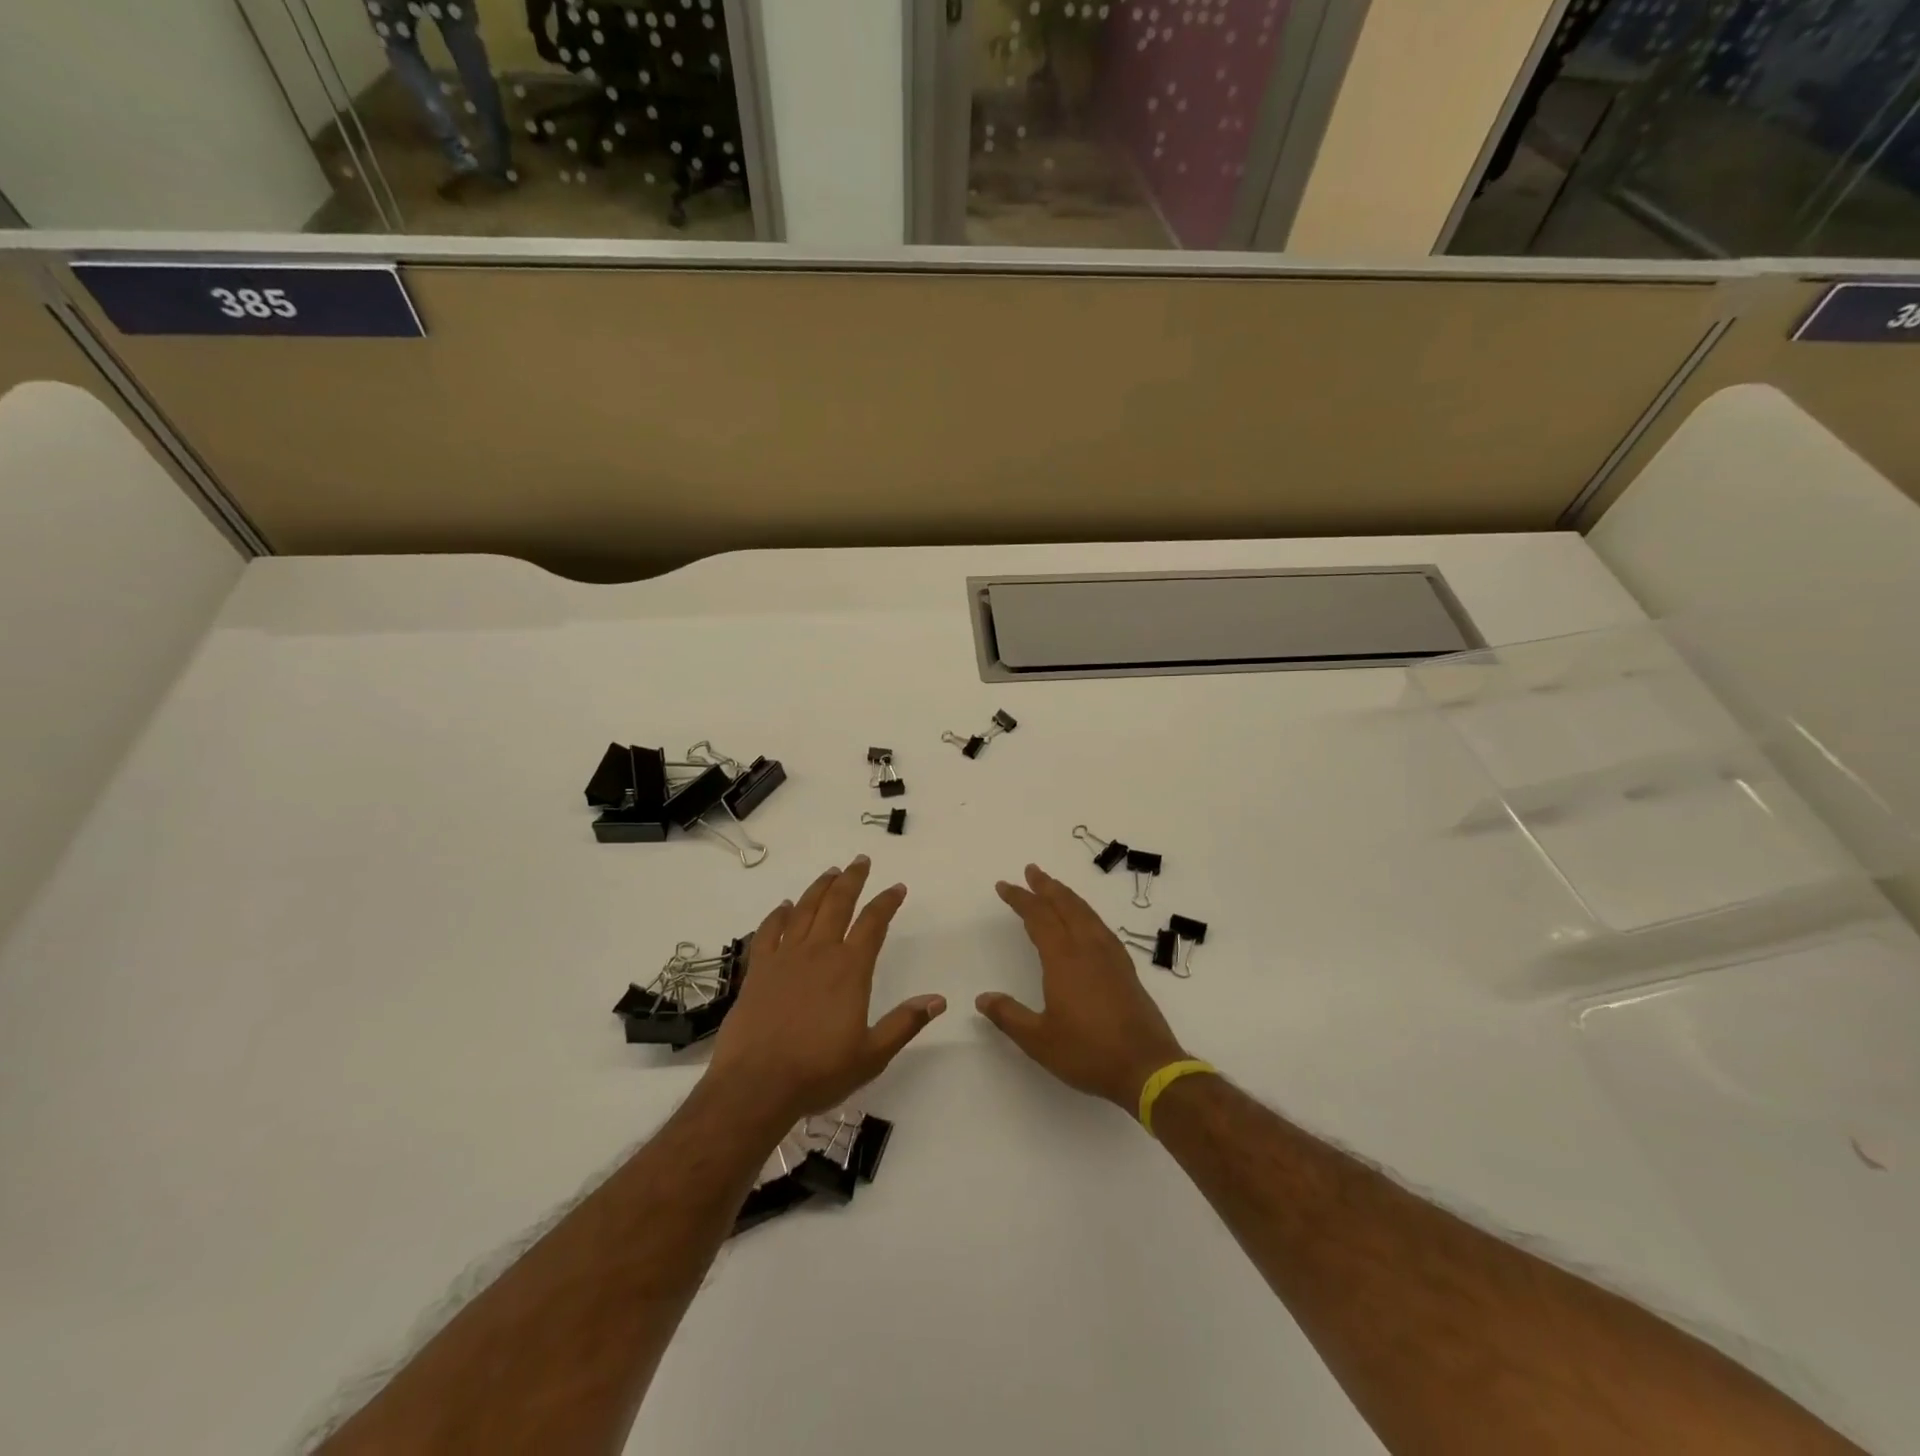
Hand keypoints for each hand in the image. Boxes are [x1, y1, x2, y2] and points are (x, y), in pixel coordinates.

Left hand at [706, 857, 944, 1130]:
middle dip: (852, 879)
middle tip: (861, 861)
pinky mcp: (758, 970)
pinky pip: (768, 931)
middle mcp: (819, 952)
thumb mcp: (872, 1055)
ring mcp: (785, 958)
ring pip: (805, 909)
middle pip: (838, 903)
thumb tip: (938, 1000)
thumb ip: (904, 1024)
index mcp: (850, 969)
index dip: (887, 902)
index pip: (873, 923)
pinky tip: (785, 906)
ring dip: (820, 887)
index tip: (897, 888)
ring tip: (831, 872)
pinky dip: (779, 914)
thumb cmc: (818, 1071)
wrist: (755, 1085)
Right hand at [978, 864, 1188, 1111]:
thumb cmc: (1088, 1052)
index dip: (1020, 899)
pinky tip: (1085, 920)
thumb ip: (1009, 1016)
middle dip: (1045, 886)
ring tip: (1054, 887)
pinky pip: (1100, 926)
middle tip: (1031, 870)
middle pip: (1065, 905)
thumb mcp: (1039, 1040)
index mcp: (1064, 959)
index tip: (1004, 886)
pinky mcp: (1125, 968)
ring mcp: (1110, 956)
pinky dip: (1086, 912)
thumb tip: (982, 998)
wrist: (1147, 1066)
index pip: (1038, 917)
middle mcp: (1088, 948)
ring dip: (1067, 895)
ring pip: (1085, 913)